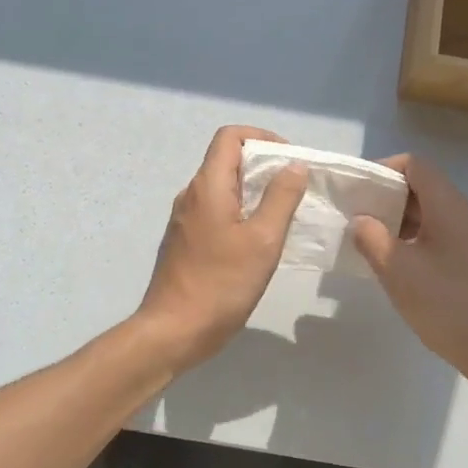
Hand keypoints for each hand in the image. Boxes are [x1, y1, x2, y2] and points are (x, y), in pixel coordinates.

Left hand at [135, 126, 307, 373]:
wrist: (173, 331)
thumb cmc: (221, 284)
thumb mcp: (263, 240)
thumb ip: (281, 198)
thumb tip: (294, 166)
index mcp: (207, 186)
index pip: (230, 136)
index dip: (262, 137)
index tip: (289, 160)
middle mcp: (192, 195)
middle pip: (227, 160)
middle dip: (263, 165)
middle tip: (295, 189)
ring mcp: (185, 219)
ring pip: (223, 188)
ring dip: (253, 191)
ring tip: (282, 214)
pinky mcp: (186, 241)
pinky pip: (216, 211)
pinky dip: (240, 212)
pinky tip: (259, 240)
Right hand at [350, 153, 467, 417]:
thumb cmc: (448, 304)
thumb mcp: (398, 270)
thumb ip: (371, 238)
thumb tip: (361, 220)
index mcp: (448, 205)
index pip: (414, 165)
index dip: (383, 169)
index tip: (356, 190)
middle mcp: (463, 213)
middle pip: (422, 186)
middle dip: (386, 196)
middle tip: (356, 216)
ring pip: (430, 212)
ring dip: (398, 220)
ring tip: (369, 242)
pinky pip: (438, 235)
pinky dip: (413, 239)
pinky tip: (396, 266)